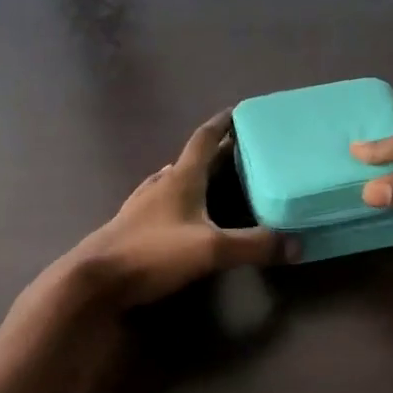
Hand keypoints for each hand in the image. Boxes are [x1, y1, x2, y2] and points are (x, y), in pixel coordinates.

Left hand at [60, 110, 296, 309]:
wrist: (95, 280)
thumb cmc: (153, 254)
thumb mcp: (211, 250)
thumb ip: (254, 246)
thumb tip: (297, 245)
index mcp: (180, 179)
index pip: (203, 140)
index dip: (221, 124)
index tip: (238, 112)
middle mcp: (159, 186)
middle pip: (190, 161)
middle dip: (216, 153)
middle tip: (240, 150)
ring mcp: (141, 207)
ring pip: (173, 181)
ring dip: (194, 175)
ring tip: (214, 179)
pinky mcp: (132, 229)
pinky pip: (161, 203)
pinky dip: (179, 200)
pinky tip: (182, 214)